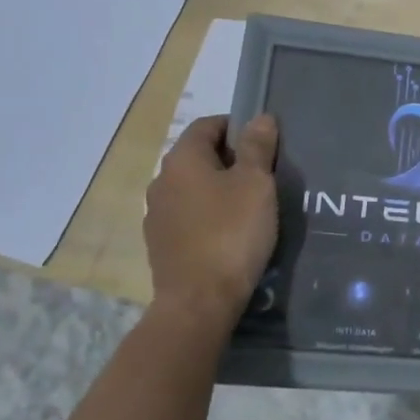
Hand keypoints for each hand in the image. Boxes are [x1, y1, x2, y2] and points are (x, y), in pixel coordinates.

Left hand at [142, 114, 279, 328]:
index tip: (263, 145)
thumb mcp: (255, 183)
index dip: (236, 127)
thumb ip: (257, 147)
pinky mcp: (160, 244)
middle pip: (199, 156)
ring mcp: (156, 214)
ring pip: (193, 188)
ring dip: (218, 189)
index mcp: (182, 159)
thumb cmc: (232, 232)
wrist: (199, 302)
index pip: (207, 125)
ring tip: (249, 207)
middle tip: (262, 176)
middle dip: (230, 160)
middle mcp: (161, 181)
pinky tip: (229, 234)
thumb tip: (259, 118)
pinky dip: (208, 216)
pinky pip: (188, 216)